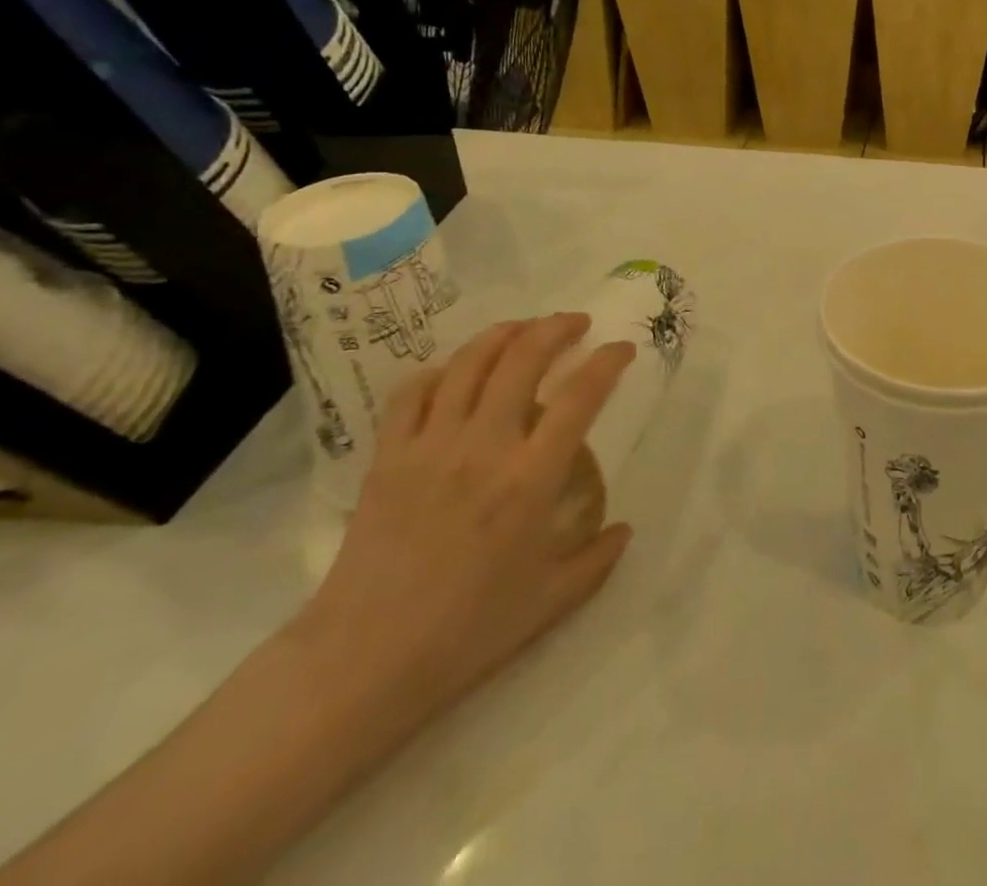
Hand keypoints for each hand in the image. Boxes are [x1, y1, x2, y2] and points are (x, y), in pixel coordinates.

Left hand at [291, 315, 635, 723]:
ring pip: (469, 362)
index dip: (608, 362)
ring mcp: (430, 446)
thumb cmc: (466, 633)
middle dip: (556, 328)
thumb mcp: (551, 602)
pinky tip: (454, 374)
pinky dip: (439, 371)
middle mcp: (484, 447)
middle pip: (523, 358)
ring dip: (503, 334)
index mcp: (530, 479)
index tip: (623, 349)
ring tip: (524, 329)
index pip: (580, 396)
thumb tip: (625, 529)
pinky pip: (412, 392)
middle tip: (576, 323)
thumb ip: (597, 559)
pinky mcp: (387, 457)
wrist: (362, 662)